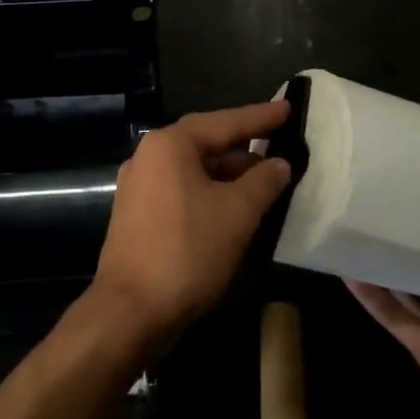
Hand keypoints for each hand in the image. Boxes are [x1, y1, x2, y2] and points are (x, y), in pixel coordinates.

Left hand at [90, 100, 293, 350]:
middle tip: (281, 145)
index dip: (260, 116)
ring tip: (267, 182)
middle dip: (245, 148)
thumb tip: (279, 163)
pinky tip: (235, 208)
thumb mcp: (237, 213)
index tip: (288, 108)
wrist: (131, 311)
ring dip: (229, 175)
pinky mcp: (138, 215)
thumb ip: (263, 182)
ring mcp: (139, 187)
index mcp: (169, 145)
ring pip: (194, 170)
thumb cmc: (187, 251)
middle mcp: (148, 157)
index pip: (224, 122)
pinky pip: (182, 191)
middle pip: (205, 143)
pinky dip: (210, 193)